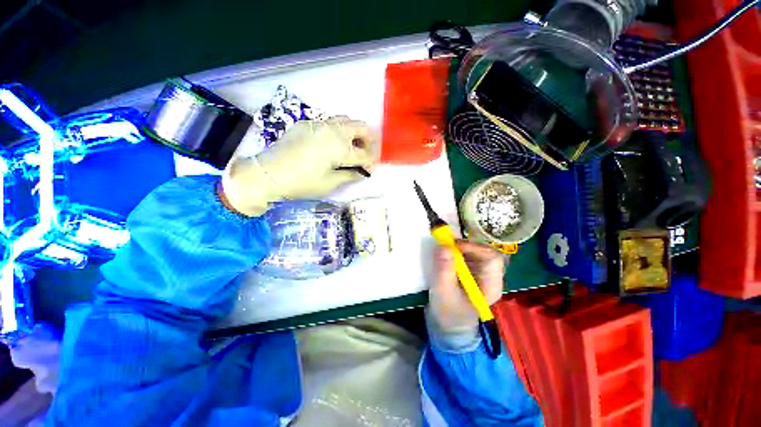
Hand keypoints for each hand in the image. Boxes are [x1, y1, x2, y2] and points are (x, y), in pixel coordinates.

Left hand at [221, 116, 375, 215]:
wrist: (268, 173)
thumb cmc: (302, 182)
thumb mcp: (330, 183)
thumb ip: (350, 175)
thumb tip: (362, 172)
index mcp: (340, 147)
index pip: (365, 153)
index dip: (371, 162)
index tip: (371, 170)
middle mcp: (333, 130)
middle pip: (361, 127)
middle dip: (369, 140)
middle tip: (366, 154)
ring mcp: (319, 124)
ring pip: (346, 120)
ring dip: (354, 132)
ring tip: (351, 147)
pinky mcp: (307, 124)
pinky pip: (329, 122)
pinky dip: (338, 130)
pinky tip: (331, 144)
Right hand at [428, 240, 504, 334]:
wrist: (448, 323)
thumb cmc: (449, 311)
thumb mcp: (444, 292)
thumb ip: (444, 270)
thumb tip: (444, 246)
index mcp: (491, 285)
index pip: (493, 258)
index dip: (475, 248)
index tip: (454, 246)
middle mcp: (491, 277)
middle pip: (484, 252)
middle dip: (465, 246)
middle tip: (446, 245)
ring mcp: (482, 273)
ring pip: (475, 251)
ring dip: (460, 248)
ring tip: (444, 250)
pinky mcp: (472, 271)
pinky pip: (468, 255)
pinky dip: (457, 251)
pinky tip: (446, 256)